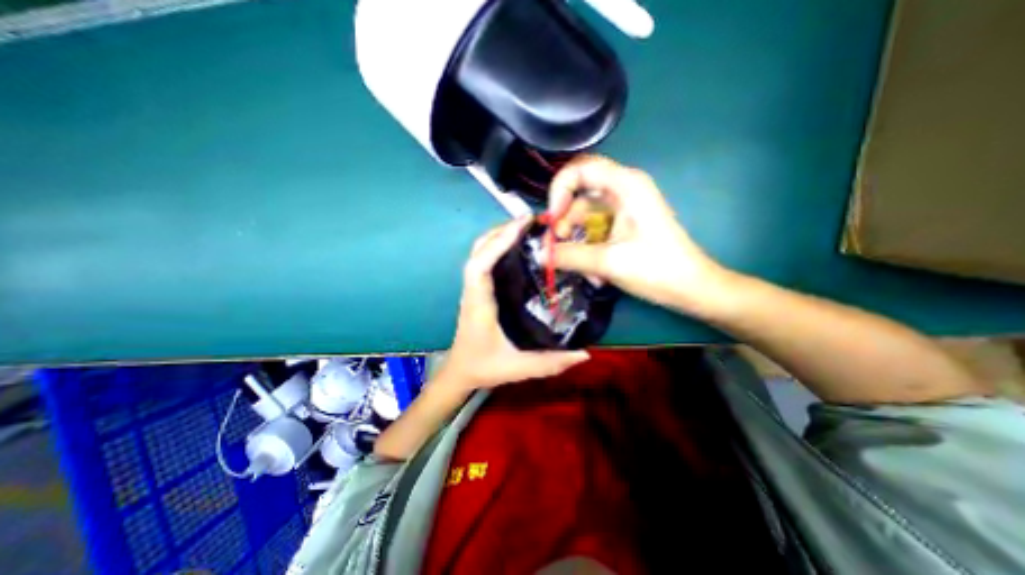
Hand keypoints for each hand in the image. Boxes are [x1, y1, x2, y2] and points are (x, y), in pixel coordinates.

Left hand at [441, 219, 592, 388]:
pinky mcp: (478, 290)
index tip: (522, 225)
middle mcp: (472, 291)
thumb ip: (550, 363)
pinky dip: (497, 246)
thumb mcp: (517, 368)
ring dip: (499, 235)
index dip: (498, 241)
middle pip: (479, 250)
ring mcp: (473, 288)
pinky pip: (484, 260)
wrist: (459, 372)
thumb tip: (585, 353)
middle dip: (502, 231)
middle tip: (531, 222)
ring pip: (480, 252)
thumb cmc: (483, 367)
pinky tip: (517, 247)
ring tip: (526, 228)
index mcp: (478, 304)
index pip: (480, 265)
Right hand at [544, 156, 727, 314]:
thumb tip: (539, 254)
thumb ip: (569, 256)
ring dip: (578, 243)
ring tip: (584, 271)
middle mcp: (622, 190)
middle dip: (565, 221)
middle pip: (578, 195)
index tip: (553, 220)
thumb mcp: (608, 262)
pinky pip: (594, 231)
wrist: (690, 288)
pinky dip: (589, 249)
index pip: (579, 170)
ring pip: (584, 217)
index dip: (559, 191)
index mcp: (625, 185)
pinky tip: (595, 274)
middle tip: (558, 247)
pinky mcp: (622, 225)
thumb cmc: (656, 269)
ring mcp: (622, 209)